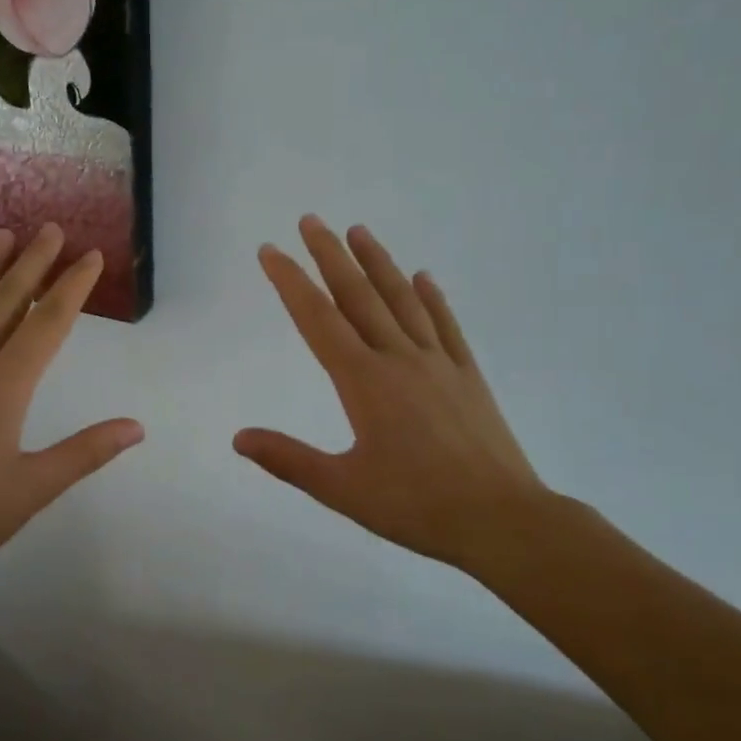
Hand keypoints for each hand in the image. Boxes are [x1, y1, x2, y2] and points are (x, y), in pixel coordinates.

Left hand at [0, 225, 142, 590]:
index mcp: (4, 386)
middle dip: (32, 263)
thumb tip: (137, 427)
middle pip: (5, 301)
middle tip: (50, 229)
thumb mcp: (34, 487)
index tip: (90, 257)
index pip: (48, 323)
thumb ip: (86, 451)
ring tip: (2, 237)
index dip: (73, 287)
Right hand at [234, 216, 551, 572]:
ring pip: (402, 300)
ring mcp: (438, 363)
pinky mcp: (468, 376)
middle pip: (359, 297)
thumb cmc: (416, 506)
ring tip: (359, 231)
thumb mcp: (342, 489)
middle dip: (330, 256)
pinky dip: (432, 297)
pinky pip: (445, 325)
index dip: (291, 283)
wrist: (502, 519)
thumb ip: (288, 460)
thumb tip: (238, 437)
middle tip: (310, 221)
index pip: (318, 320)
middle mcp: (399, 360)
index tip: (271, 252)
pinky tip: (424, 277)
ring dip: (378, 263)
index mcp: (364, 382)